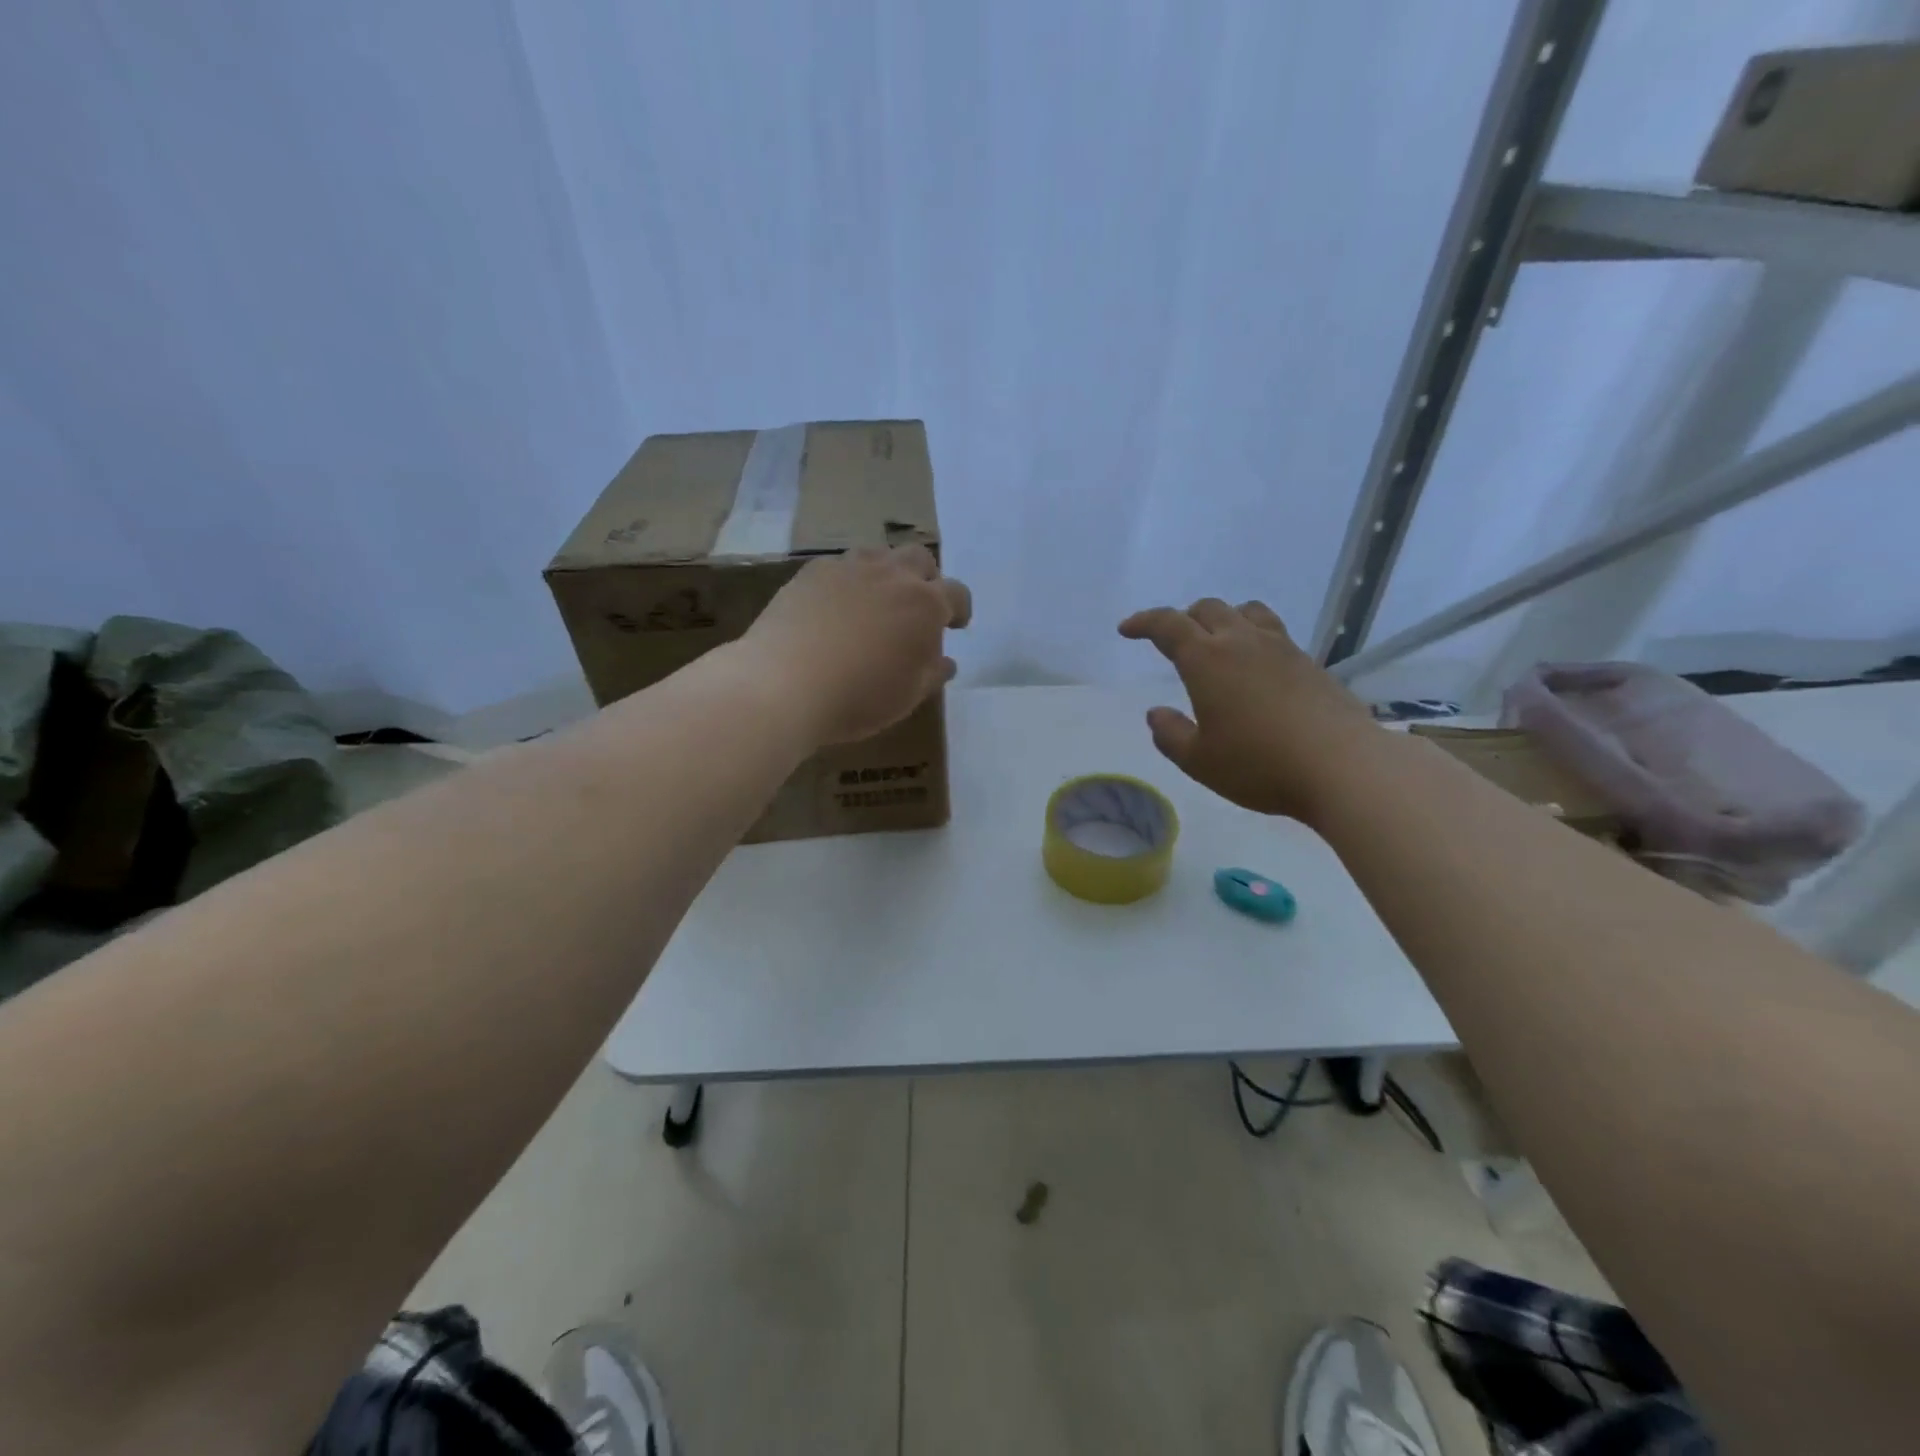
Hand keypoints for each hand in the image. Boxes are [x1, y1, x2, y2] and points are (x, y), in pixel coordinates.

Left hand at [745, 545, 971, 745]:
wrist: (784, 684)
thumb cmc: (858, 697)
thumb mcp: (907, 696)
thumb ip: (932, 674)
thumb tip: (945, 661)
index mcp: (925, 605)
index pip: (957, 594)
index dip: (959, 609)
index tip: (955, 625)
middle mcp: (892, 575)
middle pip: (919, 560)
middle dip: (925, 579)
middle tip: (916, 607)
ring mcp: (849, 568)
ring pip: (879, 556)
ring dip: (886, 574)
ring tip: (875, 603)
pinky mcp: (812, 572)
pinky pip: (840, 567)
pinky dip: (848, 582)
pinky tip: (835, 609)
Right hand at [1118, 598, 1377, 821]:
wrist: (1343, 766)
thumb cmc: (1260, 765)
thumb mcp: (1199, 761)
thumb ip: (1171, 735)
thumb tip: (1156, 714)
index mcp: (1207, 660)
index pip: (1168, 625)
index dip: (1144, 622)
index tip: (1127, 629)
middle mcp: (1242, 643)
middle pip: (1208, 609)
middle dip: (1183, 618)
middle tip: (1172, 641)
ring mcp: (1281, 648)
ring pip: (1246, 611)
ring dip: (1223, 618)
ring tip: (1217, 642)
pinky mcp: (1310, 663)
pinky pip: (1273, 632)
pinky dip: (1253, 637)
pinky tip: (1256, 668)